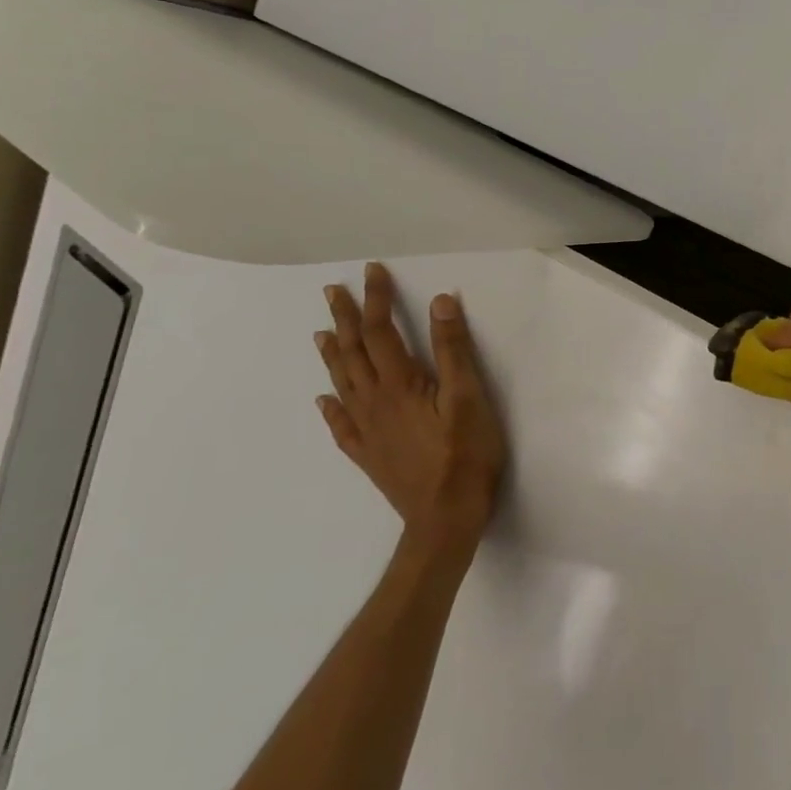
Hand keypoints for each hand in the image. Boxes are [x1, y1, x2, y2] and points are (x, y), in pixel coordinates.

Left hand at [314, 262, 506, 558]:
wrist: (445, 518)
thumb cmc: (465, 453)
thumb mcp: (469, 396)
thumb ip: (453, 349)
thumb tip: (440, 301)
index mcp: (400, 384)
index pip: (383, 331)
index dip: (377, 299)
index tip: (371, 271)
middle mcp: (374, 402)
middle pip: (355, 353)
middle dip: (345, 319)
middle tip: (332, 292)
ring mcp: (367, 430)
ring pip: (342, 384)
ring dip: (332, 355)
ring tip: (321, 333)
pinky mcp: (368, 455)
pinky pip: (340, 426)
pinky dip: (330, 408)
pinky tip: (323, 400)